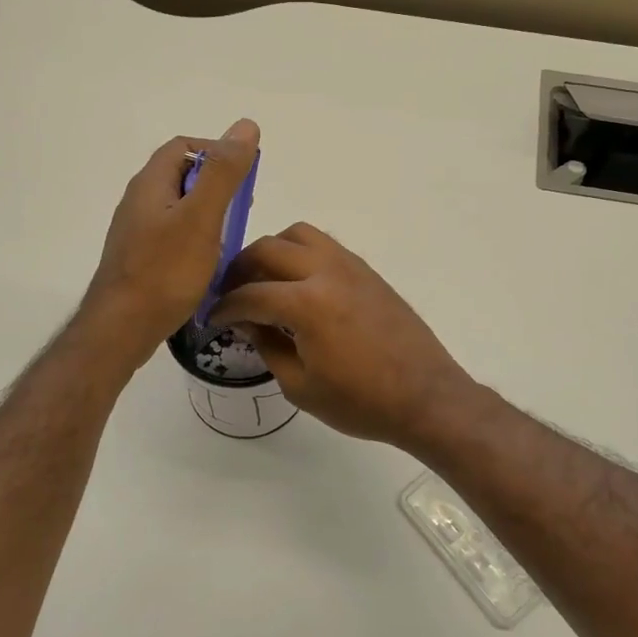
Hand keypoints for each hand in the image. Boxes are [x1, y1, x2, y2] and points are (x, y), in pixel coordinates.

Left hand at [81, 119, 259, 367]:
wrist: (121, 329)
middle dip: (217, 186)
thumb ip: (223, 173)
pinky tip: (209, 263)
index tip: (244, 177)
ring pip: (180, 208)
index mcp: (150, 183)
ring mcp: (137, 231)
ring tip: (231, 238)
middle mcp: (139, 201)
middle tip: (242, 210)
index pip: (185, 147)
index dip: (217, 152)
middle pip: (182, 176)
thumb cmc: (165, 271)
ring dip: (210, 215)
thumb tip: (245, 126)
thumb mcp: (201, 217)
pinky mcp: (140, 258)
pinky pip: (174, 235)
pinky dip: (197, 239)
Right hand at [209, 223, 480, 449]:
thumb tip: (247, 320)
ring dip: (273, 251)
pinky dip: (302, 254)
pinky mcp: (367, 271)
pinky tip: (299, 286)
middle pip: (268, 249)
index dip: (224, 308)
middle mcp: (326, 271)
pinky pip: (325, 245)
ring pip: (299, 234)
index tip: (211, 319)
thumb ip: (267, 345)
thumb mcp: (300, 385)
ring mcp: (350, 266)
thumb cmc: (360, 402)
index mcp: (306, 303)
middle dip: (241, 269)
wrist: (425, 397)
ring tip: (265, 281)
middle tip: (232, 295)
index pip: (250, 294)